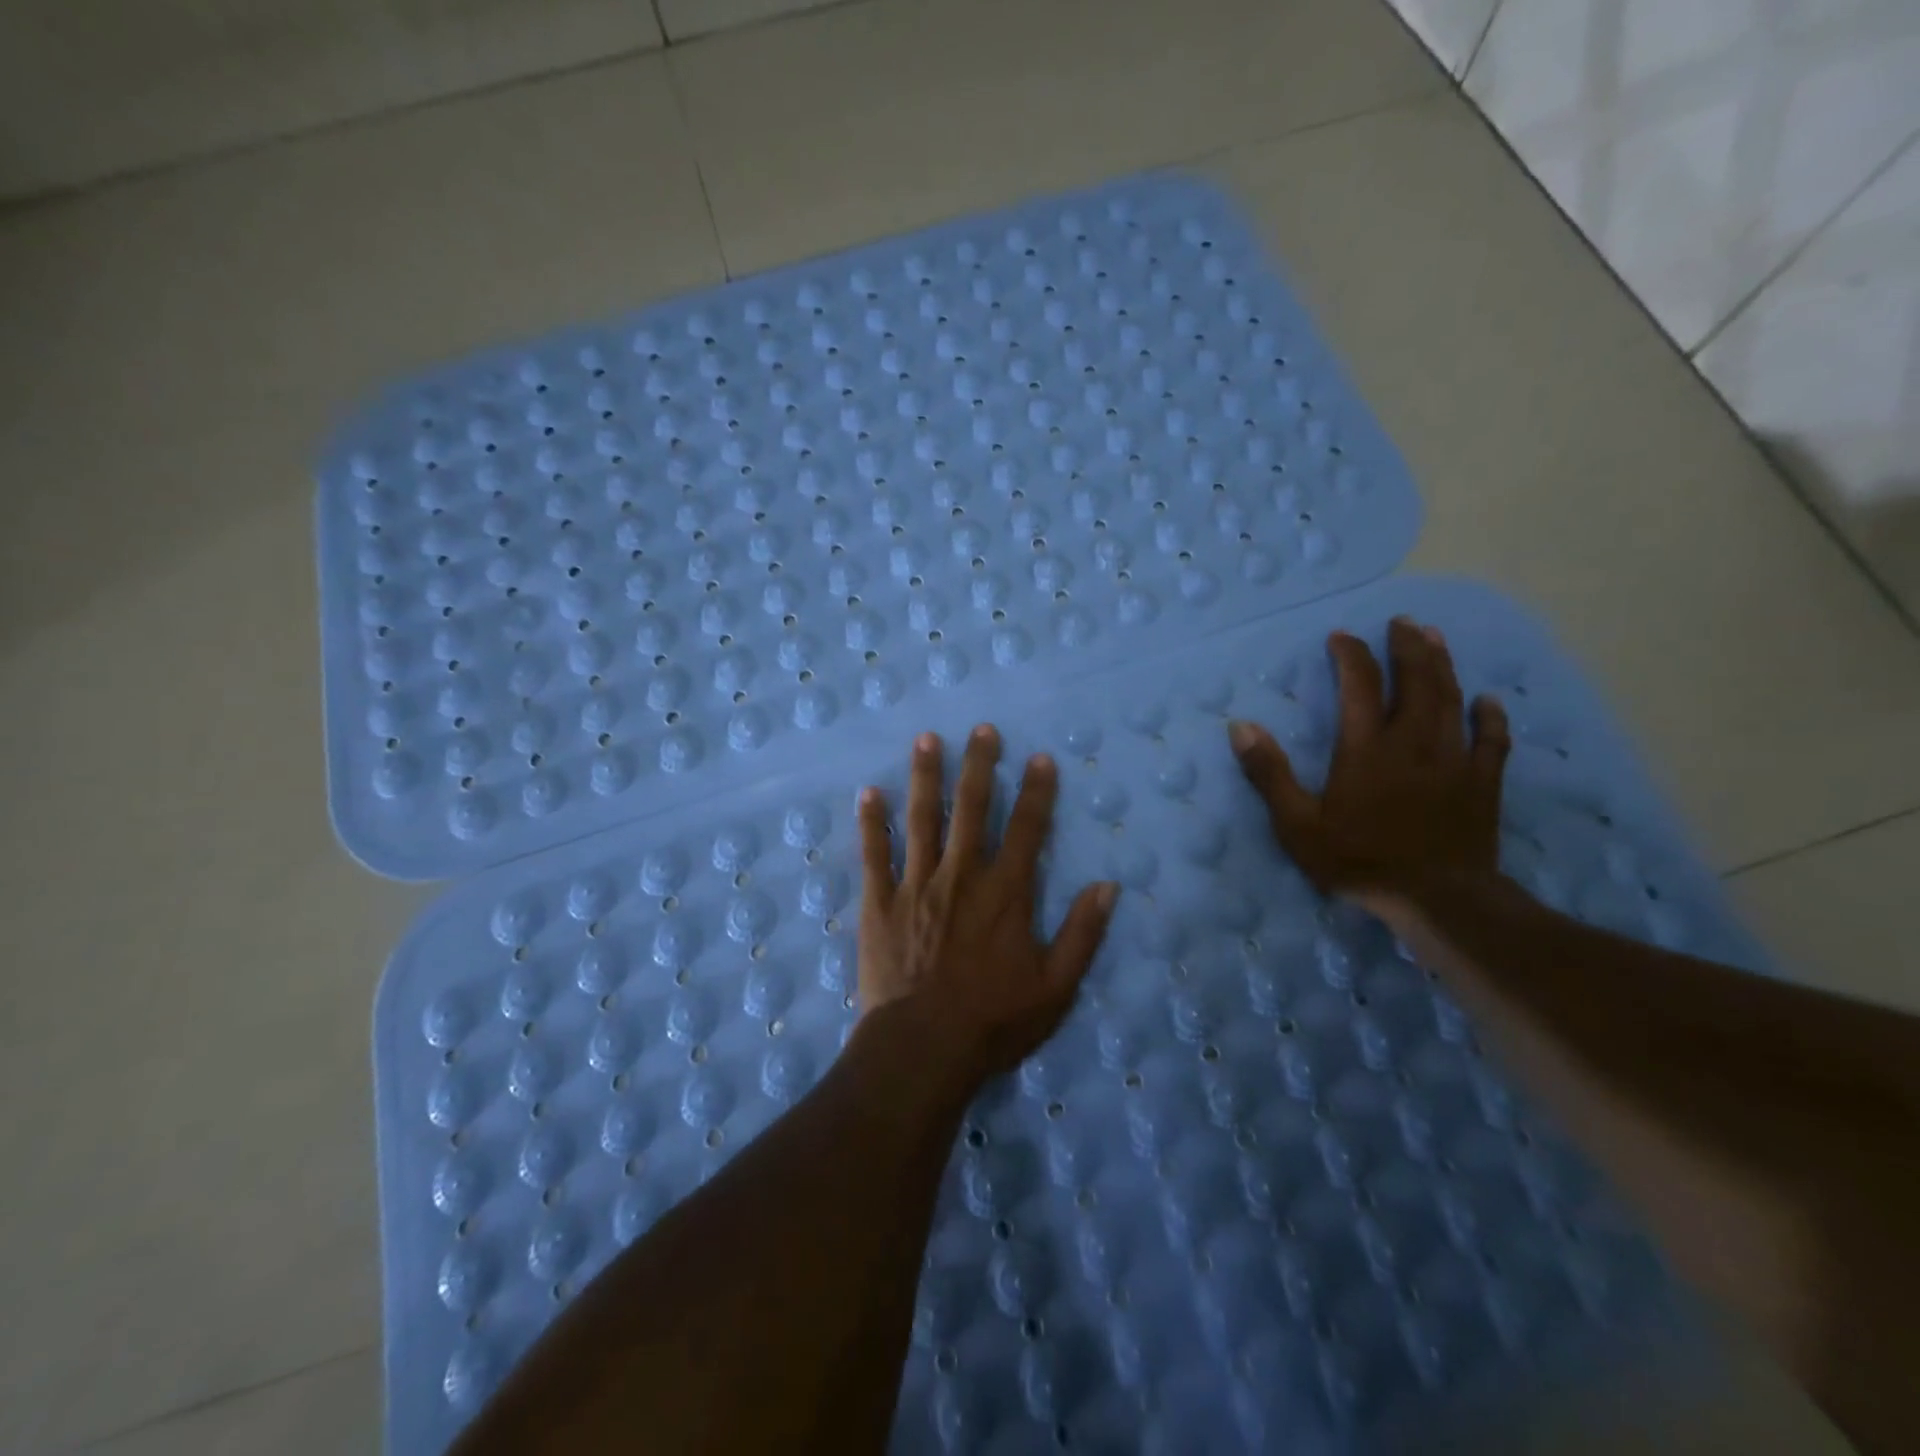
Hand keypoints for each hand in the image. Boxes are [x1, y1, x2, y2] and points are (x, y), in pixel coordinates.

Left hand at [856, 725, 1118, 1079]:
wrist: (923, 1048)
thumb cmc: (994, 1021)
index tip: (1040, 758)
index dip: (1037, 792)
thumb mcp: (1056, 987)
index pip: (1027, 829)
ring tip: (926, 740)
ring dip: (925, 777)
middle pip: (971, 809)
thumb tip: (1108, 887)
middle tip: (981, 729)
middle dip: (979, 766)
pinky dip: (871, 823)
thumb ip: (1083, 934)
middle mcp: (961, 876)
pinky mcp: (880, 903)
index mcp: (1005, 893)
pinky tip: (868, 793)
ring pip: (921, 819)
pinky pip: (874, 855)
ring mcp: (916, 885)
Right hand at [1228, 617, 1510, 912]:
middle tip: (1401, 622)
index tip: (1341, 636)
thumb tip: (1240, 726)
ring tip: (1434, 638)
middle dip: (1407, 647)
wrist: (1437, 899)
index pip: (1360, 685)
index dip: (1351, 655)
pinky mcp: (1481, 783)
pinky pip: (1491, 740)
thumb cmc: (1359, 861)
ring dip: (1443, 665)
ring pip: (1451, 699)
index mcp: (1366, 748)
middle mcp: (1412, 742)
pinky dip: (1489, 716)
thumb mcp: (1297, 824)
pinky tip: (1488, 701)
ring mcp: (1453, 760)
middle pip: (1415, 681)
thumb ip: (1269, 773)